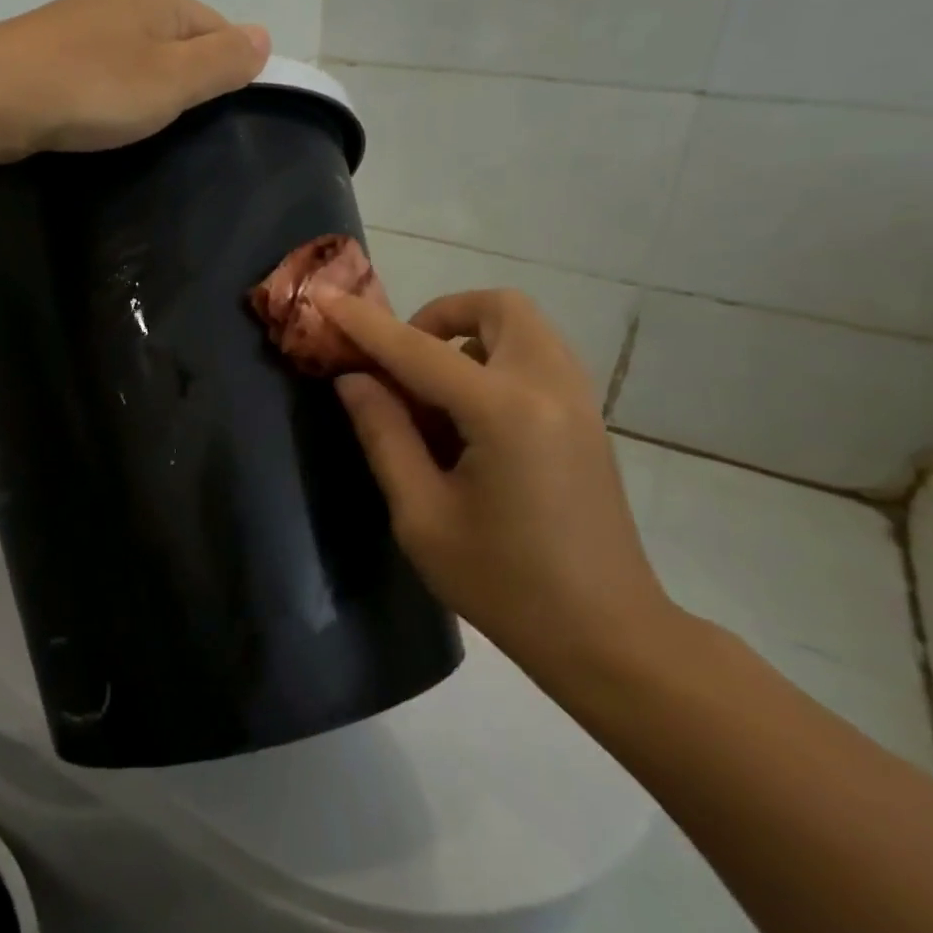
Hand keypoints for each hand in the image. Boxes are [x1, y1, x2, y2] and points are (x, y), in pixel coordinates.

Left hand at [0, 0, 271, 159]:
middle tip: (174, 128)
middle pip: (179, 43)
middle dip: (183, 84)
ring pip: (140, 60)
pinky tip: (101, 119)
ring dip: (146, 93)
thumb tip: (265, 36)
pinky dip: (111, 96)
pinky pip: (105, 73)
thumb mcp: (173, 80)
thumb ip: (223, 61)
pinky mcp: (54, 52)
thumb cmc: (93, 88)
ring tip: (136, 128)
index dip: (225, 74)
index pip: (219, 29)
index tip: (213, 117)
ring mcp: (84, 22)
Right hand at [313, 285, 679, 686]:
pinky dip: (495, 360)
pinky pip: (536, 357)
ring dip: (469, 336)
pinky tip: (469, 418)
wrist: (607, 634)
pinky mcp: (587, 418)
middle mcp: (550, 387)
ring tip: (432, 391)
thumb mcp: (422, 516)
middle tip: (403, 361)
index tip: (325, 298)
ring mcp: (579, 400)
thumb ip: (384, 435)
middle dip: (440, 316)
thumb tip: (353, 380)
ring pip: (523, 327)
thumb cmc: (503, 584)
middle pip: (498, 307)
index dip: (365, 323)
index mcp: (505, 413)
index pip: (419, 350)